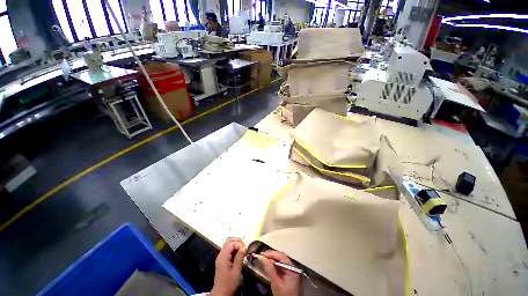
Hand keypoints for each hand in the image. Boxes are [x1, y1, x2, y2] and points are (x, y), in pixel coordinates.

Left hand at [211, 238, 246, 295]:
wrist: (221, 293)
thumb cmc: (229, 283)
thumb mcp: (236, 271)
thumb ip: (239, 257)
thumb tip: (244, 247)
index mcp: (223, 257)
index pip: (231, 243)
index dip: (239, 244)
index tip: (245, 250)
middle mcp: (221, 254)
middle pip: (228, 241)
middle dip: (238, 241)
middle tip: (245, 247)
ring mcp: (221, 257)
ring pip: (228, 244)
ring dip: (236, 244)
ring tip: (243, 250)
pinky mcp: (223, 260)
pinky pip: (228, 249)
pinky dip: (235, 248)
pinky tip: (240, 254)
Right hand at [259, 250, 299, 295]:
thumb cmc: (283, 295)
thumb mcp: (276, 283)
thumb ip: (270, 270)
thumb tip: (262, 258)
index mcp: (292, 268)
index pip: (282, 257)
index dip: (272, 254)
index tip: (263, 254)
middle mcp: (292, 267)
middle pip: (281, 257)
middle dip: (271, 255)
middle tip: (262, 255)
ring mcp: (289, 271)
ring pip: (280, 261)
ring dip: (272, 259)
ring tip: (263, 258)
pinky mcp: (286, 274)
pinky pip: (279, 266)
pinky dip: (273, 264)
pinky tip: (268, 264)